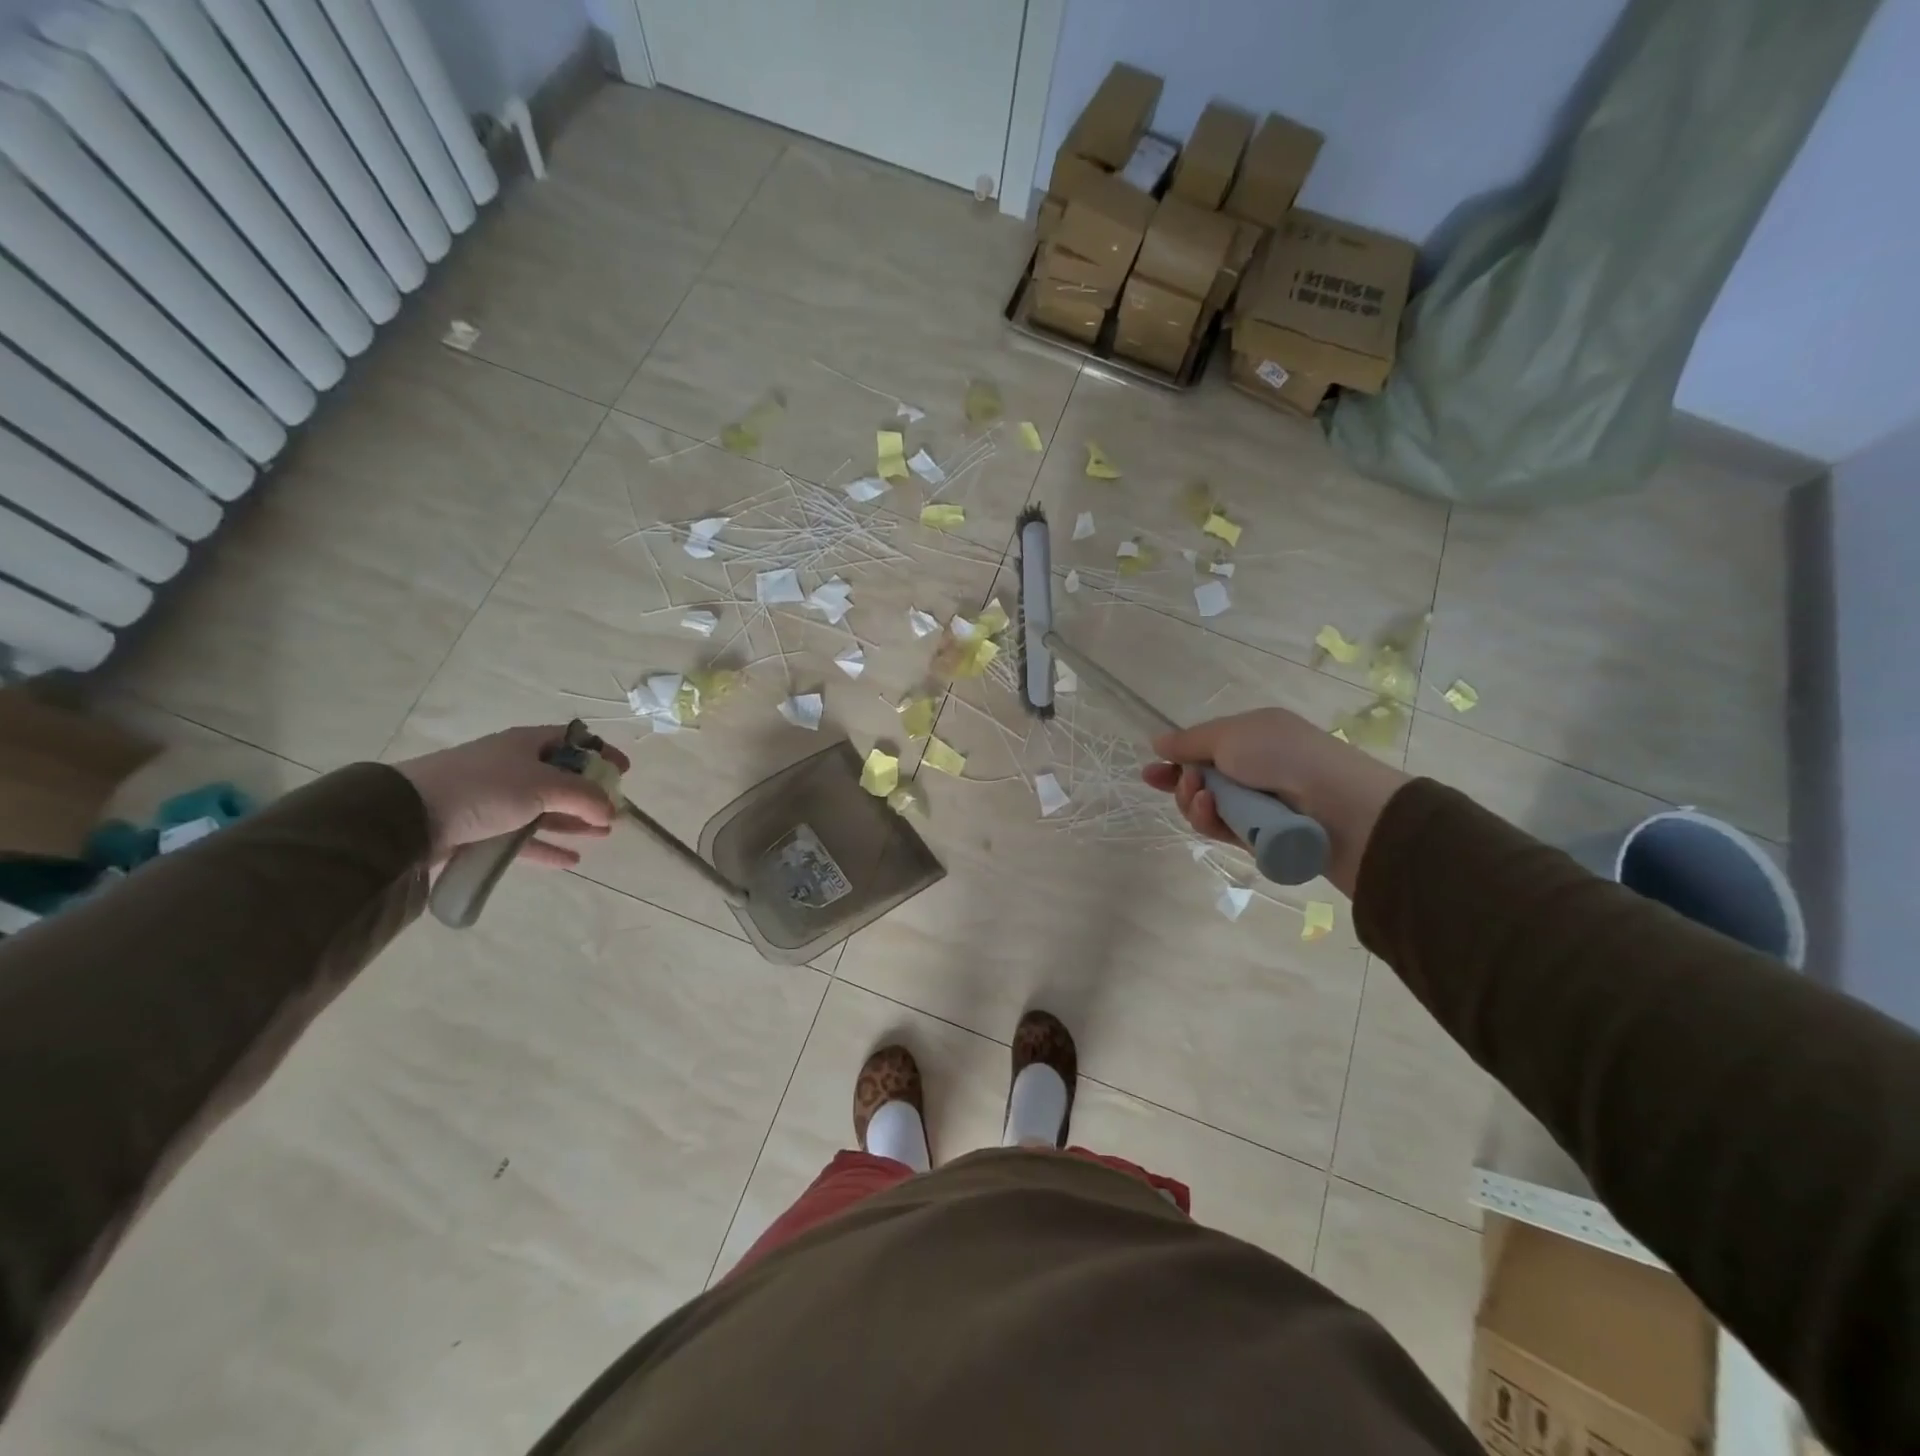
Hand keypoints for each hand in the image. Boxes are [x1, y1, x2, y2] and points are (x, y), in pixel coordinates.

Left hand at [395, 726, 628, 869]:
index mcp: (527, 744)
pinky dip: (549, 846)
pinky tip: (572, 860)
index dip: (601, 752)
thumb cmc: (483, 789)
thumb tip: (612, 811)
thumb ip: (584, 797)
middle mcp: (513, 767)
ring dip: (576, 821)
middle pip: (562, 778)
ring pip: (547, 809)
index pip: (574, 741)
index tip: (625, 770)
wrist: (407, 818)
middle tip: (616, 810)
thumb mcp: (543, 786)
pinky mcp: (482, 829)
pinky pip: (525, 838)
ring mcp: (497, 799)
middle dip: (592, 793)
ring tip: (604, 834)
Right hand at [1141, 708, 1407, 895]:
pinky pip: (1220, 830)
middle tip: (1185, 783)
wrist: (1338, 805)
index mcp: (1252, 738)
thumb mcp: (1229, 735)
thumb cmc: (1283, 755)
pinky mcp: (1257, 838)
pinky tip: (1210, 811)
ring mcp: (1256, 805)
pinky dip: (1210, 820)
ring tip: (1203, 797)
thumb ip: (1188, 742)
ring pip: (1205, 809)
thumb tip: (1157, 742)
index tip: (1150, 772)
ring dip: (1194, 802)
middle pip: (1199, 782)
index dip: (1175, 760)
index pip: (1203, 750)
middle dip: (1182, 784)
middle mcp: (1253, 770)